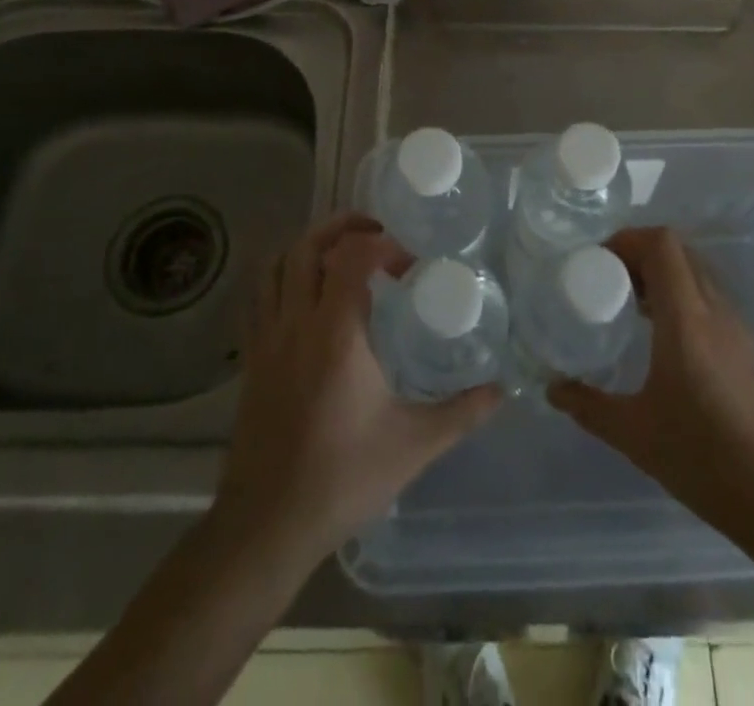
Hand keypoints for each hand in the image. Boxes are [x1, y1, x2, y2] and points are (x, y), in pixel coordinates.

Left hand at [212, 213, 500, 570]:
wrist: (267, 526)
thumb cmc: (342, 478)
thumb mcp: (414, 445)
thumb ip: (462, 412)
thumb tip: (502, 390)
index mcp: (336, 332)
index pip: (351, 255)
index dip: (382, 243)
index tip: (409, 263)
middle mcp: (296, 323)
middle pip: (306, 246)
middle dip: (342, 227)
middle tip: (375, 231)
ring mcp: (267, 340)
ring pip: (277, 266)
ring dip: (308, 247)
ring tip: (340, 254)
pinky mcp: (252, 360)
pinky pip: (261, 297)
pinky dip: (283, 277)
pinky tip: (306, 296)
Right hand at [549, 227, 753, 537]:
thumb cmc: (704, 458)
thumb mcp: (635, 434)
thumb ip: (589, 406)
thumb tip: (553, 390)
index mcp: (686, 317)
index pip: (662, 244)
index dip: (628, 239)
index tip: (599, 262)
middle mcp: (715, 309)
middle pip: (679, 251)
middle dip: (641, 254)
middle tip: (610, 281)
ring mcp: (739, 326)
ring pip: (698, 273)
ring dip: (664, 275)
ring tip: (633, 307)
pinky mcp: (751, 347)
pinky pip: (712, 299)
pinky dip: (684, 298)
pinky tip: (666, 339)